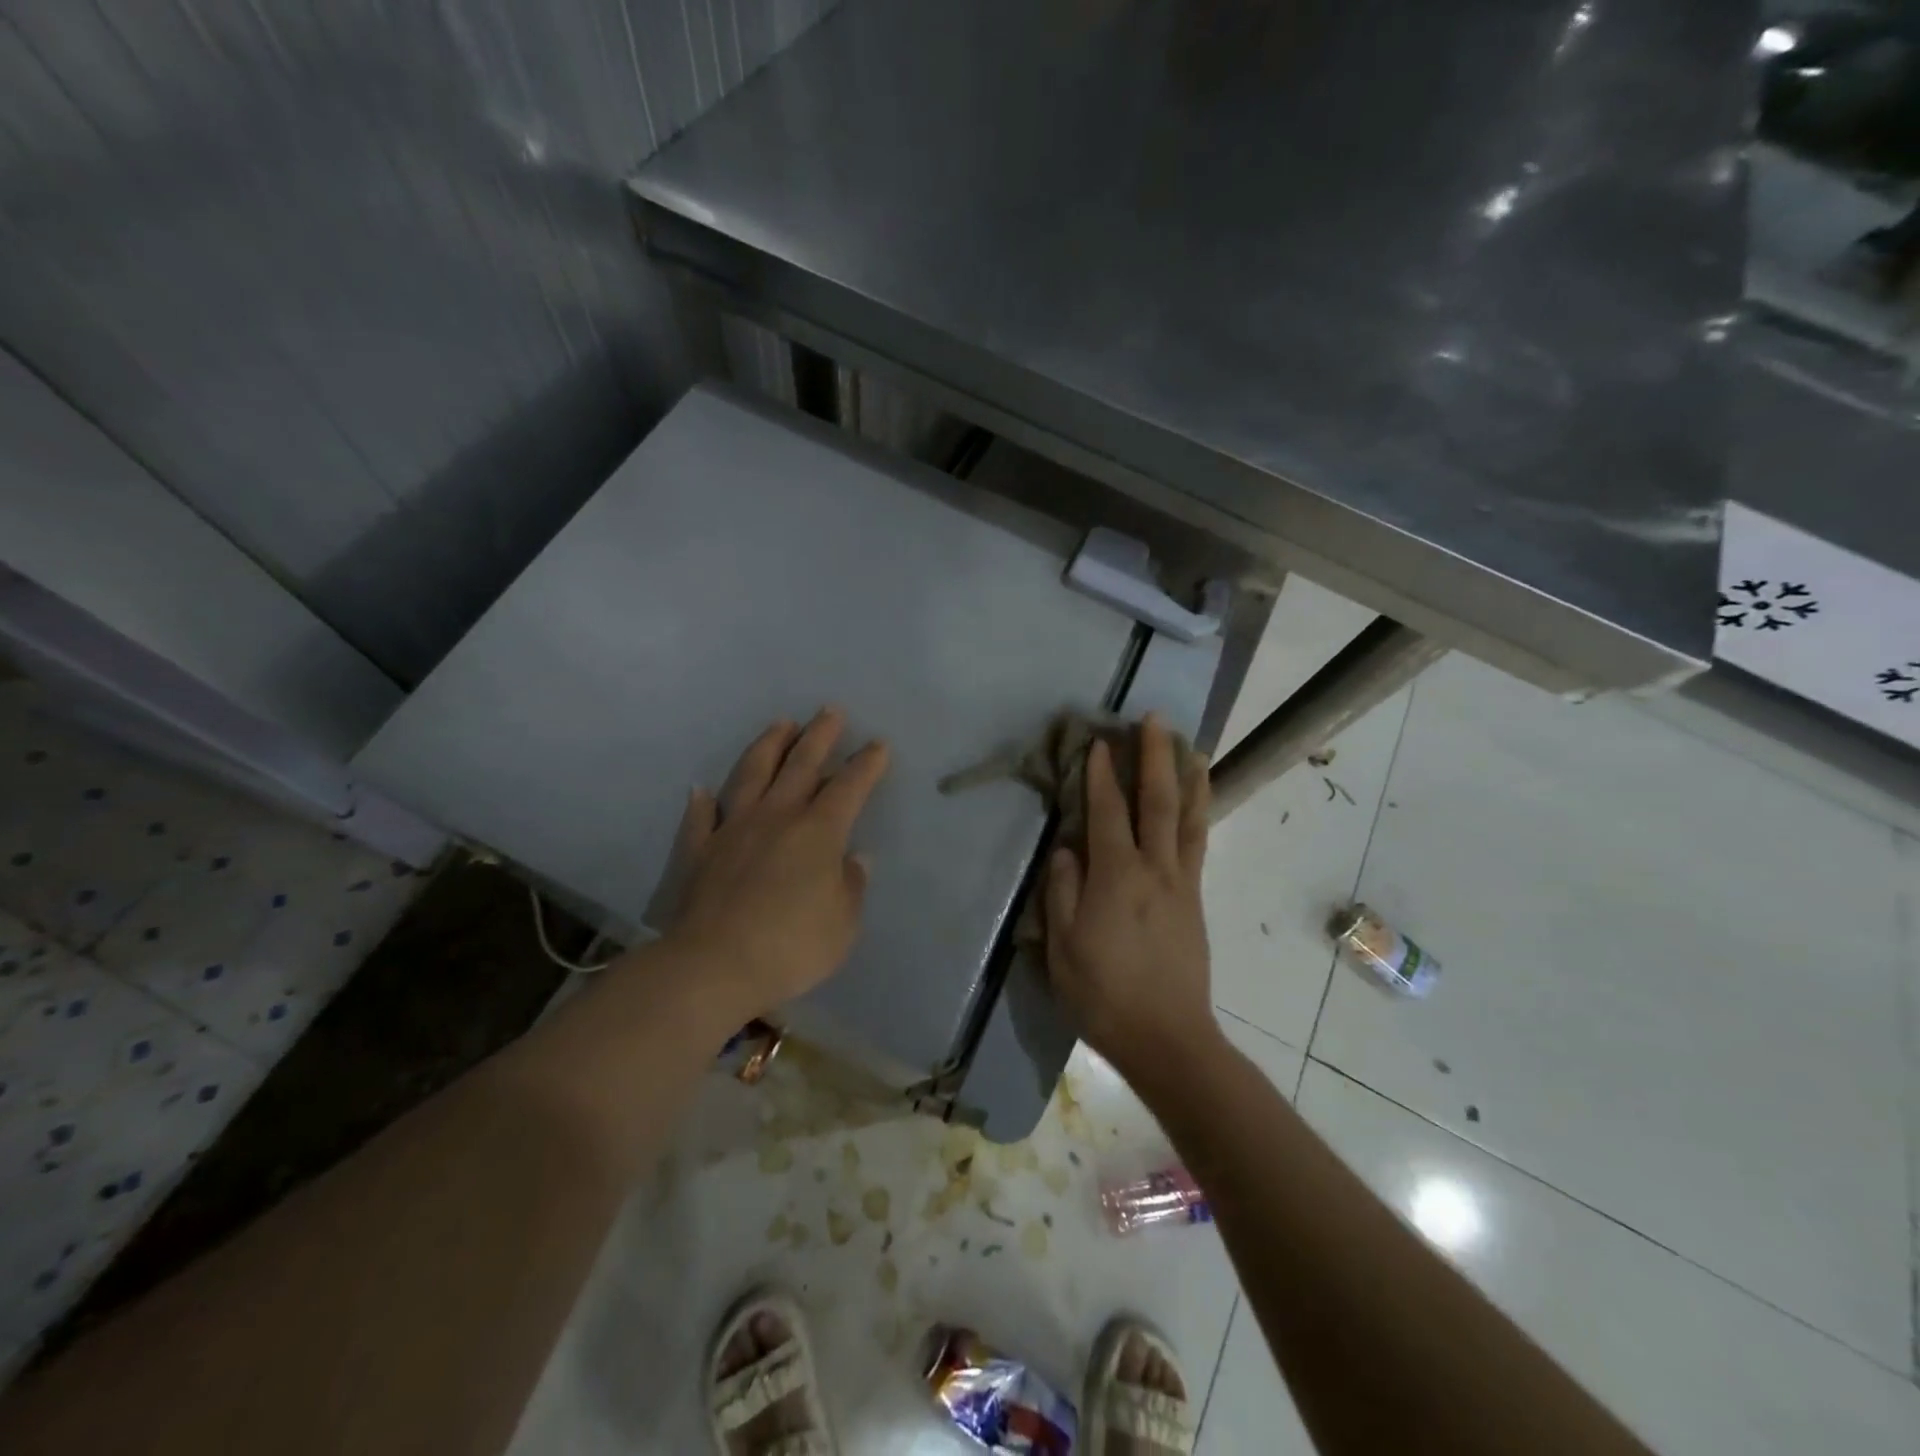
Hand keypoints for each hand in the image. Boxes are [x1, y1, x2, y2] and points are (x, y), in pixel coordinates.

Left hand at [664, 709, 889, 1020]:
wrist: (714, 966)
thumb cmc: (791, 946)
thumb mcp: (843, 924)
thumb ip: (850, 886)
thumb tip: (854, 859)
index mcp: (818, 832)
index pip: (849, 787)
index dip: (866, 764)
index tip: (877, 744)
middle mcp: (776, 817)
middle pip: (801, 765)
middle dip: (820, 736)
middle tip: (830, 711)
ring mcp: (734, 829)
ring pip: (752, 774)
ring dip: (769, 746)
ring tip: (780, 724)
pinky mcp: (701, 850)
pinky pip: (701, 818)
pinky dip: (702, 802)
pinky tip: (701, 789)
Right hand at [1044, 714, 1217, 1079]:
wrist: (1167, 1037)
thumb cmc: (1103, 993)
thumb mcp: (1062, 946)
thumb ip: (1062, 891)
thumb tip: (1067, 849)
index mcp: (1116, 876)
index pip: (1108, 812)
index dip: (1101, 775)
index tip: (1099, 741)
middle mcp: (1154, 869)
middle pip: (1158, 801)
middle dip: (1155, 756)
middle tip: (1155, 719)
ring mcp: (1182, 883)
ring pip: (1189, 818)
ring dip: (1189, 777)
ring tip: (1191, 746)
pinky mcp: (1195, 900)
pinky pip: (1198, 843)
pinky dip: (1199, 812)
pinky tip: (1198, 801)